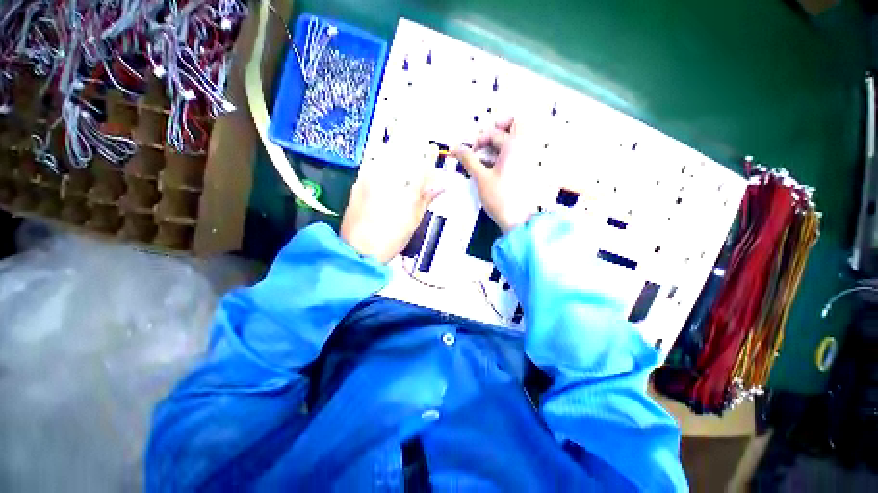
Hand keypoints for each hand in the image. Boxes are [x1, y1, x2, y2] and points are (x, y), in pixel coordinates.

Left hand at [341, 147, 443, 263]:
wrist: (358, 249)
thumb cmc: (390, 240)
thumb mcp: (413, 222)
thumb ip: (426, 199)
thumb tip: (440, 187)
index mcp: (407, 193)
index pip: (422, 166)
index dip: (428, 155)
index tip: (432, 149)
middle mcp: (389, 180)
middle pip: (404, 154)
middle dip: (413, 147)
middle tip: (419, 146)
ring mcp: (371, 179)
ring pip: (387, 154)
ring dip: (397, 149)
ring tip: (402, 147)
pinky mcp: (358, 181)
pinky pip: (372, 161)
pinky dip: (381, 157)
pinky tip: (385, 160)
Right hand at [453, 118, 538, 232]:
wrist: (519, 220)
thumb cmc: (500, 199)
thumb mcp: (481, 178)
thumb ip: (468, 160)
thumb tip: (456, 149)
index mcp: (514, 146)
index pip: (493, 133)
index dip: (478, 140)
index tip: (469, 152)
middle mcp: (526, 147)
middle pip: (515, 124)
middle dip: (498, 128)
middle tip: (484, 141)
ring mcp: (531, 157)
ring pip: (518, 138)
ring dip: (502, 140)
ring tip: (486, 155)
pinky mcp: (530, 168)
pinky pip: (520, 151)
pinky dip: (506, 152)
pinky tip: (494, 165)